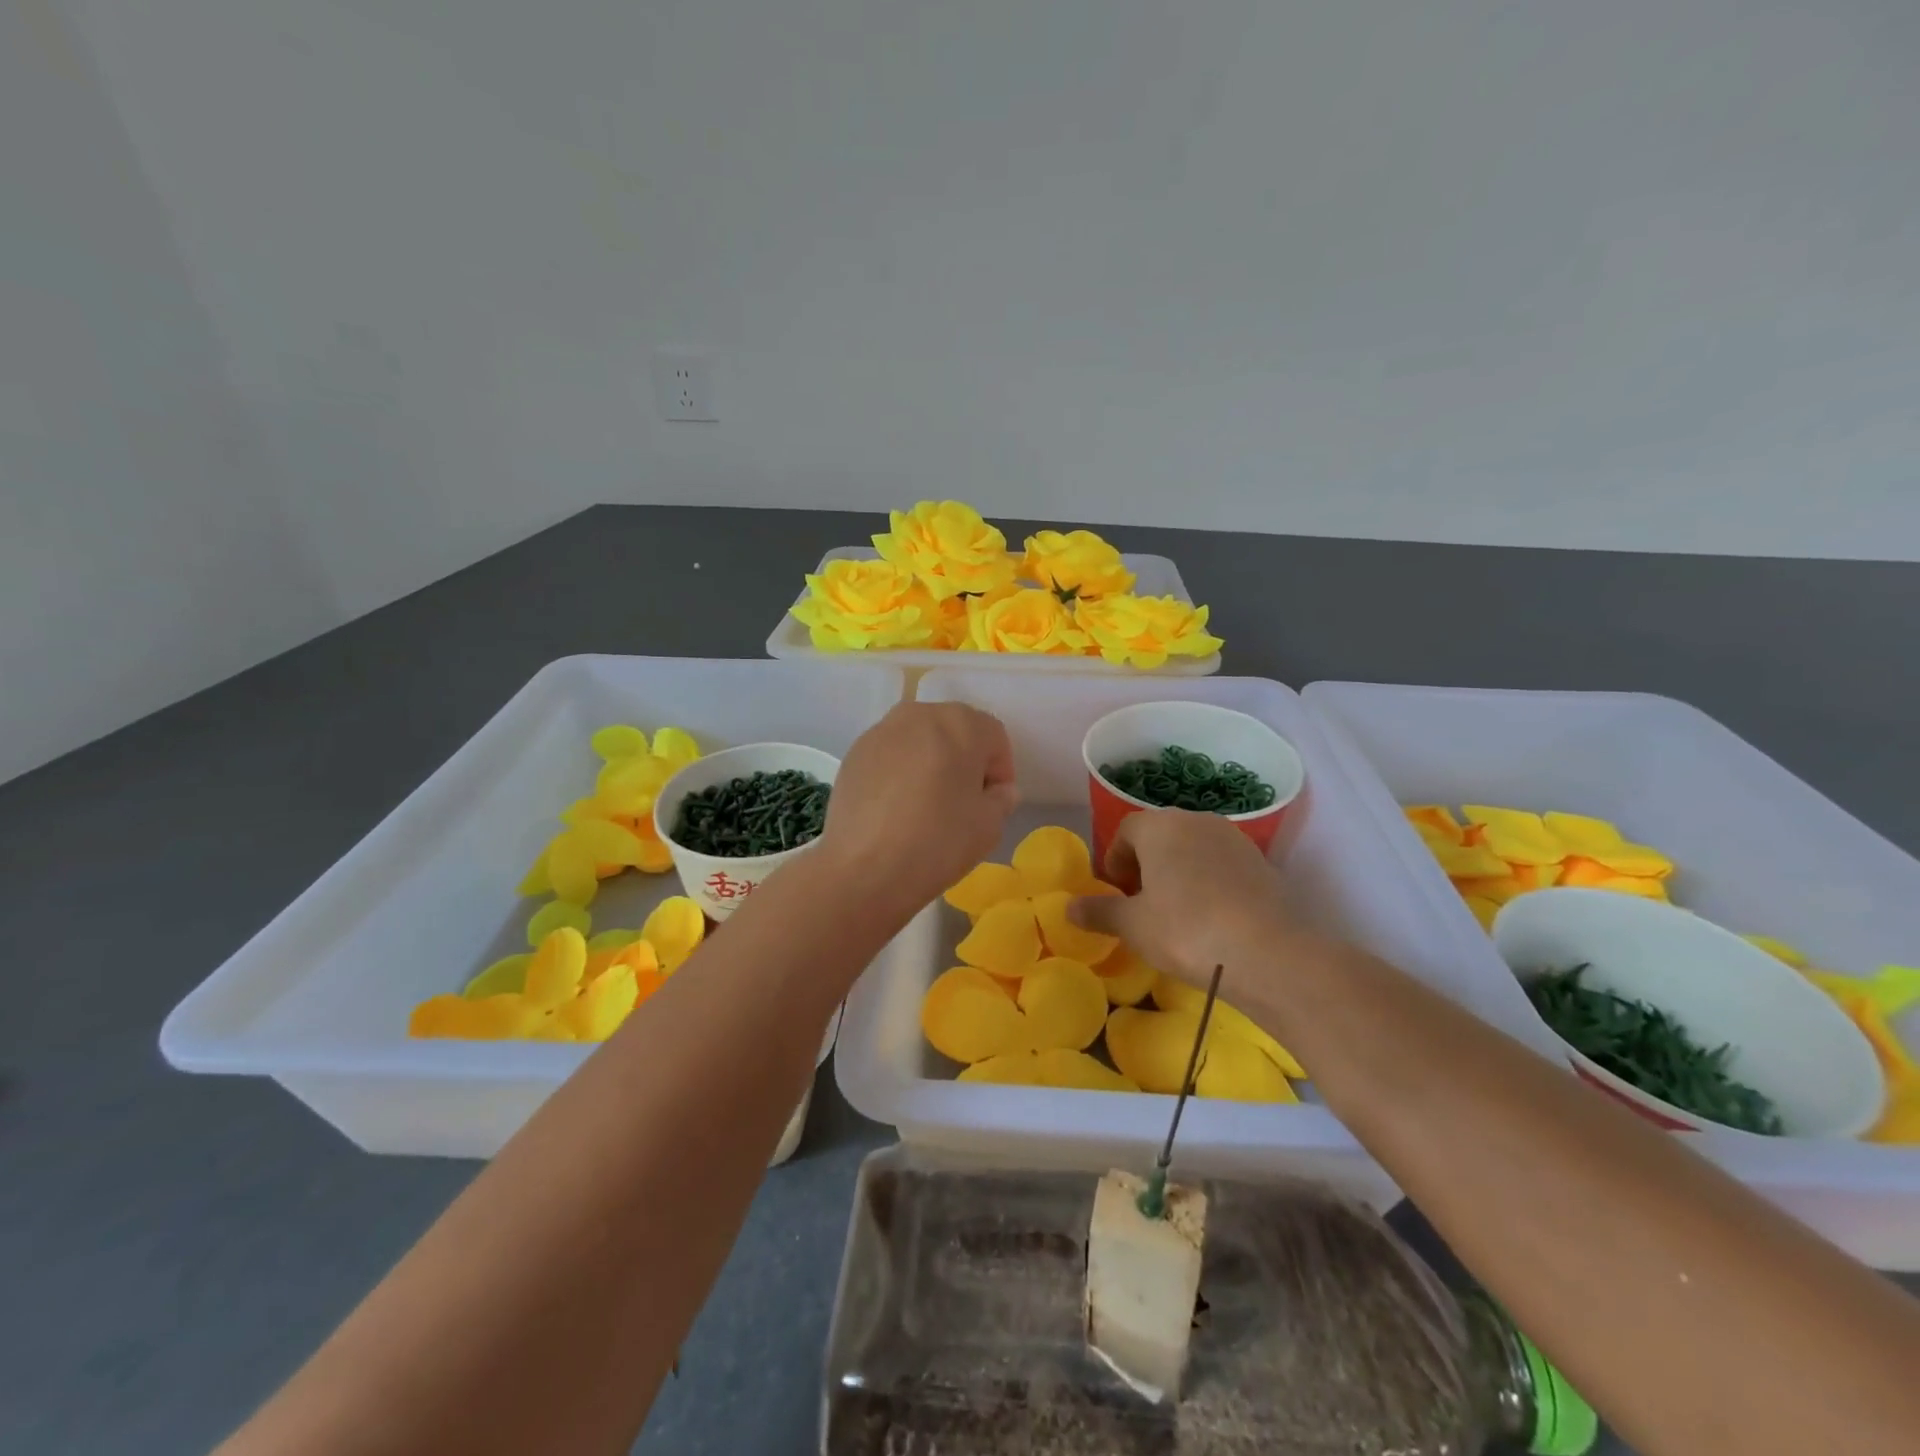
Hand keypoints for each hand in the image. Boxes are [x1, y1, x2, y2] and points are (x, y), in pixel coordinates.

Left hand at [818, 702, 1020, 918]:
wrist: (865, 868)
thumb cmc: (939, 841)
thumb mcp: (989, 825)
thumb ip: (1000, 799)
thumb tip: (996, 791)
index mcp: (961, 723)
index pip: (994, 737)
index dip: (999, 770)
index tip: (993, 802)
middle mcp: (920, 715)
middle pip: (954, 731)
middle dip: (963, 760)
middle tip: (962, 801)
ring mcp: (881, 731)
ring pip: (919, 741)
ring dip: (929, 763)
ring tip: (926, 805)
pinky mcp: (854, 753)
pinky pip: (890, 756)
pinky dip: (899, 773)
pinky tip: (895, 809)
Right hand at [1070, 810, 1307, 987]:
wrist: (1270, 954)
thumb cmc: (1186, 930)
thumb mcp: (1133, 926)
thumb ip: (1099, 912)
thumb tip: (1068, 907)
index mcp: (1160, 826)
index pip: (1126, 831)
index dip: (1115, 860)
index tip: (1116, 892)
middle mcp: (1197, 821)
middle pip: (1160, 835)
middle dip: (1145, 864)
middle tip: (1141, 903)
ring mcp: (1234, 839)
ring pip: (1193, 849)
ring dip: (1178, 872)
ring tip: (1176, 912)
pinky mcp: (1261, 863)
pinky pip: (1221, 865)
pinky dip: (1209, 882)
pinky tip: (1211, 919)